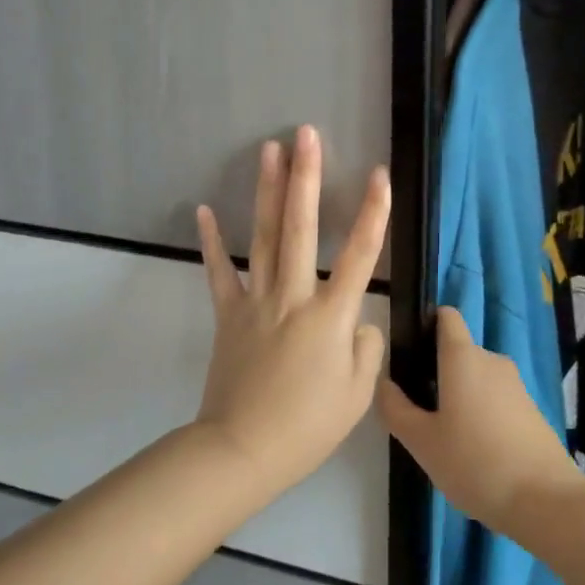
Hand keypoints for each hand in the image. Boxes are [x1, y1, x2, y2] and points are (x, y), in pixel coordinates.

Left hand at [193, 126, 389, 500]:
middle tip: (306, 134)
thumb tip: (355, 322)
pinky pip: (219, 272)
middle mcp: (294, 296)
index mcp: (331, 316)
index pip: (361, 254)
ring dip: (268, 191)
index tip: (380, 173)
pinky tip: (204, 210)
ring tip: (269, 150)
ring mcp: (257, 301)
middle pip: (302, 227)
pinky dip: (211, 241)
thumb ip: (364, 348)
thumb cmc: (307, 426)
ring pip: (265, 237)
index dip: (374, 211)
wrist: (242, 451)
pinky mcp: (228, 314)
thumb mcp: (357, 394)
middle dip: (306, 177)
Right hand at [379, 308, 584, 536]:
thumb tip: (383, 382)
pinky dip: (481, 413)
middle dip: (436, 372)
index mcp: (463, 357)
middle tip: (418, 411)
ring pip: (477, 378)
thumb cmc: (474, 462)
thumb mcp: (422, 441)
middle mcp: (491, 360)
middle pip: (458, 351)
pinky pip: (495, 399)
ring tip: (444, 436)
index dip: (427, 324)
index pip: (446, 316)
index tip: (409, 352)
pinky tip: (474, 450)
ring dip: (458, 396)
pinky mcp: (530, 409)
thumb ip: (396, 409)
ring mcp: (515, 385)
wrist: (544, 500)